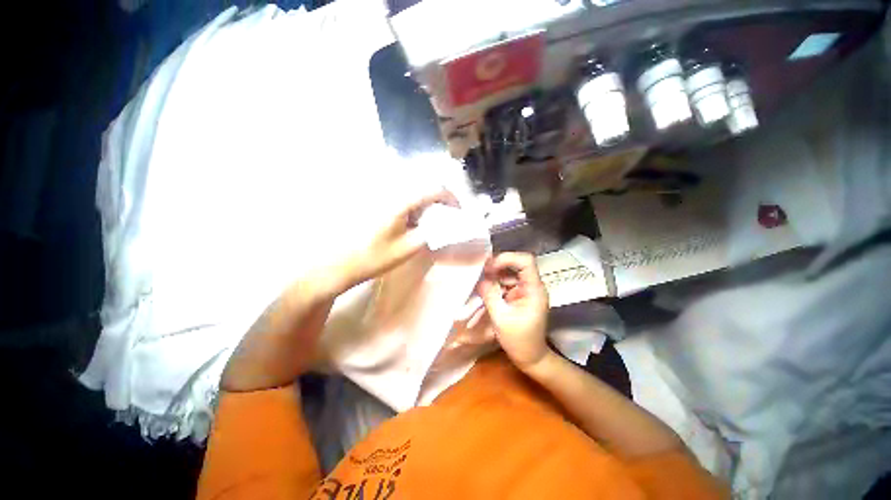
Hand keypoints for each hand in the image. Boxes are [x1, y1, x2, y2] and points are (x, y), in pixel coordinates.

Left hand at [334, 190, 457, 291]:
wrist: (339, 263)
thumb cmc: (374, 257)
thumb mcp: (408, 248)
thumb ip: (431, 232)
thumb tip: (445, 223)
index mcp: (400, 201)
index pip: (433, 189)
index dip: (450, 198)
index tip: (457, 211)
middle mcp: (390, 191)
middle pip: (423, 185)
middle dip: (438, 199)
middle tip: (443, 217)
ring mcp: (380, 194)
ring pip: (411, 190)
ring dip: (424, 202)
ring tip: (425, 222)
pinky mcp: (374, 201)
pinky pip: (400, 196)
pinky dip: (411, 206)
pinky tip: (408, 221)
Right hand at [477, 252, 549, 370]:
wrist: (531, 358)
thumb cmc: (519, 340)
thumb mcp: (500, 318)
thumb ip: (489, 295)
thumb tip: (480, 279)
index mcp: (534, 289)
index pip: (525, 261)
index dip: (507, 259)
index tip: (490, 268)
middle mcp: (532, 286)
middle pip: (516, 265)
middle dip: (497, 267)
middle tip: (480, 273)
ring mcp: (526, 291)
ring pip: (510, 274)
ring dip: (495, 276)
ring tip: (480, 282)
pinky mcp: (520, 297)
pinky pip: (507, 284)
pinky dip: (496, 284)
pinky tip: (485, 289)